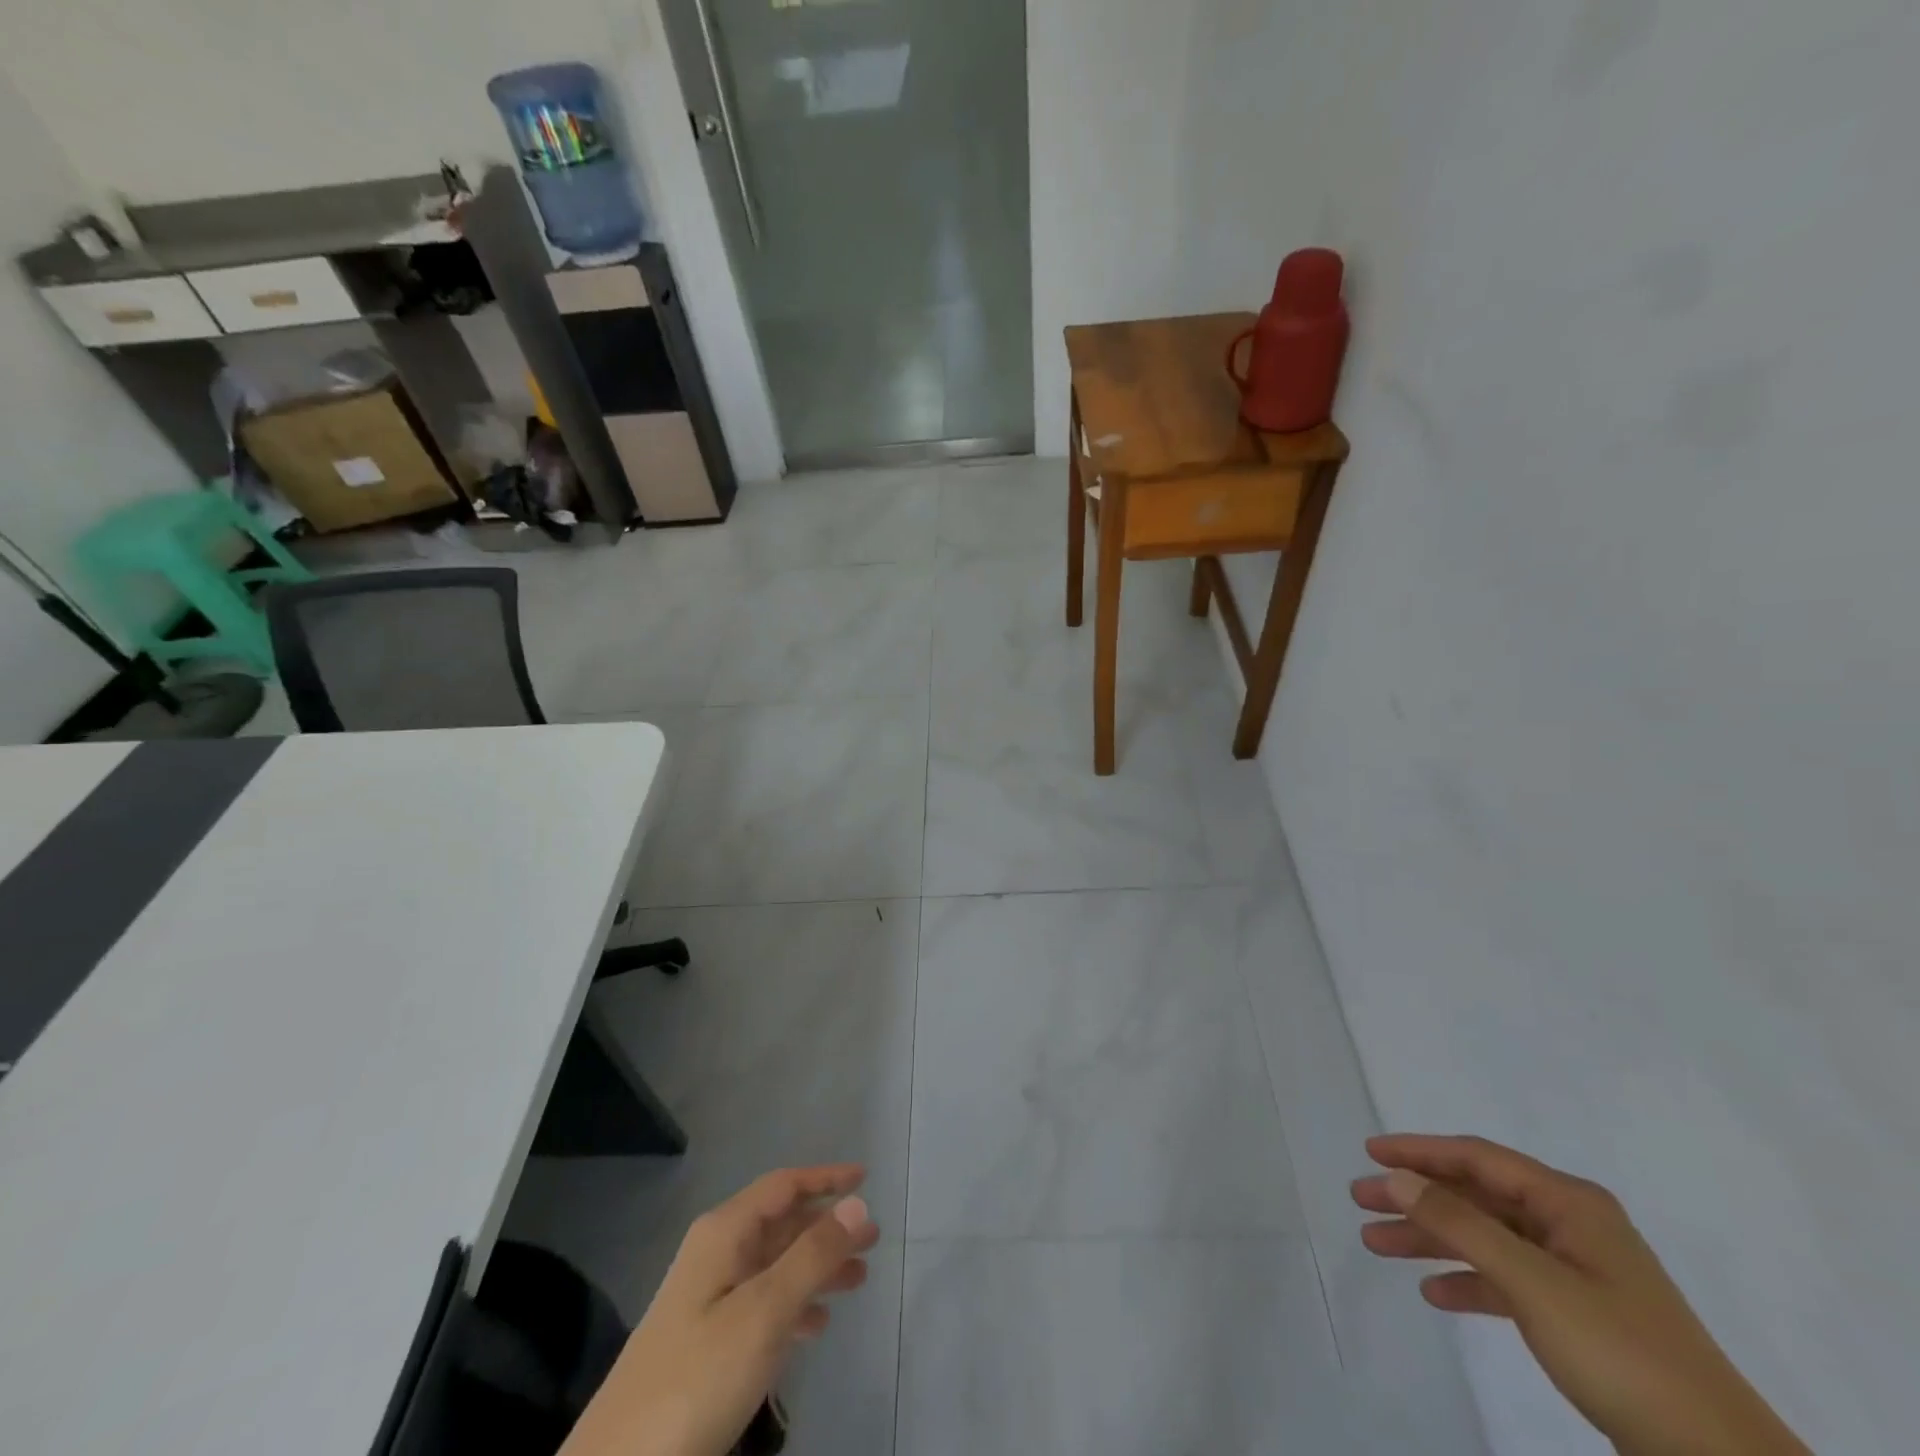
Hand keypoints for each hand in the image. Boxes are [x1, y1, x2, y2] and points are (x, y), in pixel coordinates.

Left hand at [563, 1165, 880, 1455]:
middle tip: (873, 1240)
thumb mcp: (763, 1313)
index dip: (825, 1178)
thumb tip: (857, 1203)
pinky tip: (817, 1325)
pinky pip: (762, 1304)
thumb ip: (812, 1256)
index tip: (866, 1178)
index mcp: (724, 1234)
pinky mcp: (705, 1343)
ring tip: (859, 1280)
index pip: (782, 1186)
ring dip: (816, 1267)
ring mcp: (708, 1299)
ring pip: (775, 1265)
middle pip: (781, 1224)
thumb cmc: (696, 1379)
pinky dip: (794, 1305)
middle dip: (827, 1227)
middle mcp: (716, 1254)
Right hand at [1353, 1135, 1808, 1455]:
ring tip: (1376, 1244)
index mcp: (1568, 1203)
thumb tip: (1395, 1176)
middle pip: (1475, 1196)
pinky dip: (1468, 1281)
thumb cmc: (1621, 1352)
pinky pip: (1506, 1280)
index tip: (1369, 1153)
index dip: (1419, 1151)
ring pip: (1484, 1237)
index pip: (1477, 1158)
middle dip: (1416, 1197)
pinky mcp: (1577, 1315)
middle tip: (1360, 1200)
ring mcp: (1575, 1271)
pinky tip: (1435, 1294)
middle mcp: (1569, 1225)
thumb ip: (1459, 1223)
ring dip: (1431, 1239)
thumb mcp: (1532, 1282)